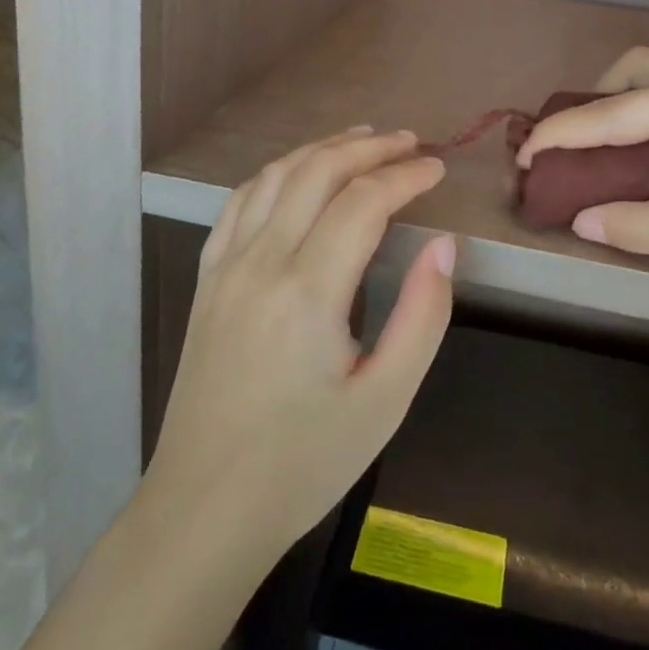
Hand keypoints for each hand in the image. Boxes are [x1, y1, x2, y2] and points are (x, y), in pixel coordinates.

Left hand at [146, 127, 455, 560]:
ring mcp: (226, 266)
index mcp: (308, 291)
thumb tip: (443, 245)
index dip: (405, 176)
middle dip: (368, 149)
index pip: (363, 202)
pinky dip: (278, 172)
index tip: (437, 168)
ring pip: (276, 176)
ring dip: (322, 149)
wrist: (205, 508)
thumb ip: (422, 315)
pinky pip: (240, 201)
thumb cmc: (305, 461)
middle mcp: (261, 262)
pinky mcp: (207, 278)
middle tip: (409, 143)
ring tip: (363, 141)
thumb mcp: (385, 400)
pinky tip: (298, 173)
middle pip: (317, 172)